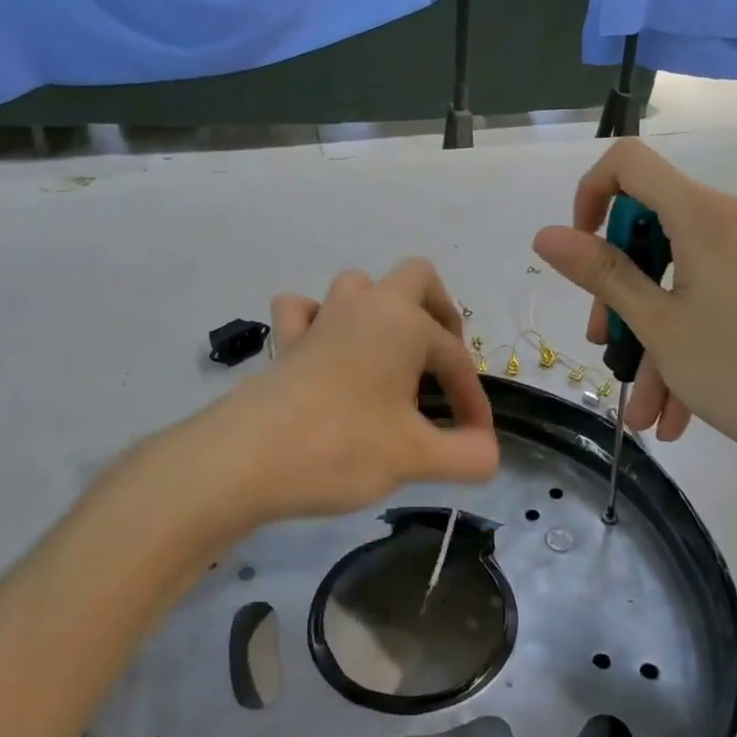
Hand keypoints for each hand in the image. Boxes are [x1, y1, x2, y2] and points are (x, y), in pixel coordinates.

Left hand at [219, 258, 499, 523]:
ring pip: (358, 287)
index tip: (476, 441)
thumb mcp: (417, 457)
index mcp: (404, 322)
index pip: (455, 357)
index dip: (473, 399)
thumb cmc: (343, 446)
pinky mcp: (286, 341)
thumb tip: (489, 453)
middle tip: (441, 360)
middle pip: (415, 278)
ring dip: (380, 311)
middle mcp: (365, 306)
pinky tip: (327, 352)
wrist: (248, 458)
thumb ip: (468, 455)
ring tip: (389, 356)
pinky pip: (304, 311)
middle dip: (438, 313)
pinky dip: (320, 322)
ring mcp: (321, 318)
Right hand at [532, 141, 736, 492]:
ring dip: (650, 340)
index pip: (628, 163)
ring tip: (643, 411)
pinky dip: (685, 346)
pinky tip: (674, 412)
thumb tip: (545, 235)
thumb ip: (600, 273)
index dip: (590, 196)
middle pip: (650, 231)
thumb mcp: (657, 324)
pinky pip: (709, 302)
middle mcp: (730, 221)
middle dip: (618, 293)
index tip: (579, 252)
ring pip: (677, 280)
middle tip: (605, 347)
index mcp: (701, 214)